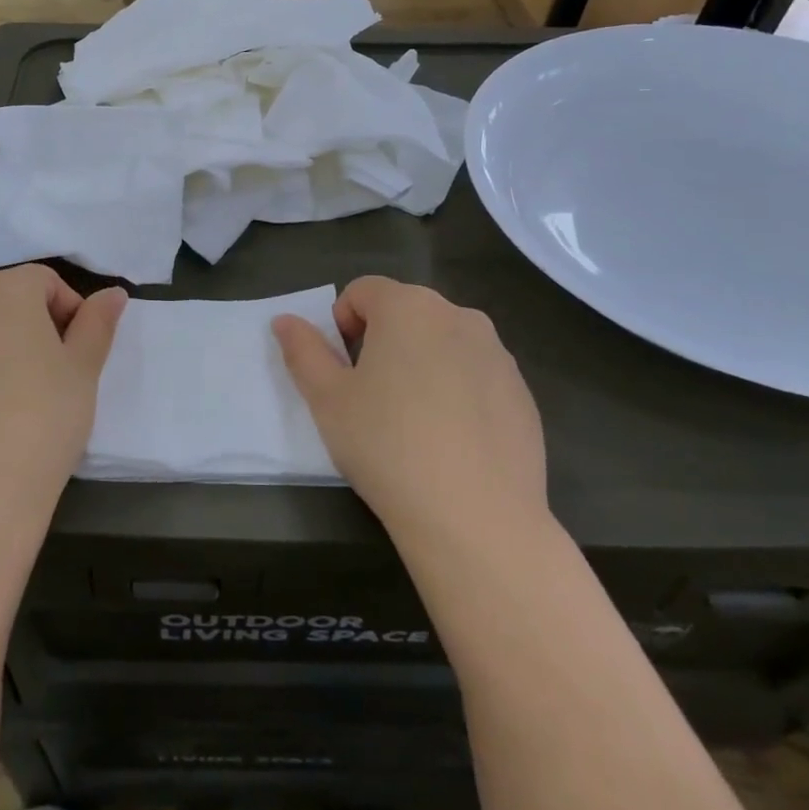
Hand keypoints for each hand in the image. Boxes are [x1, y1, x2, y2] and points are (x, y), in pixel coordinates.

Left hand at [0, 266, 125, 539]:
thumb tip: (112, 294)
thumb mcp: (82, 372)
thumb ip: (97, 325)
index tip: (80, 355)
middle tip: (57, 377)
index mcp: (4, 292)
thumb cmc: (40, 423)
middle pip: (6, 301)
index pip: (45, 280)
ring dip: (2, 351)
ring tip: (21, 402)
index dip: (71, 311)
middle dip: (36, 327)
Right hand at [272, 277, 547, 537]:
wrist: (476, 518)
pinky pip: (476, 376)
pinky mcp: (523, 393)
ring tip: (412, 422)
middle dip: (382, 342)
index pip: (363, 291)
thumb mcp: (327, 399)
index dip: (342, 324)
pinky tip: (451, 442)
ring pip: (443, 343)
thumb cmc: (387, 446)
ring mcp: (498, 355)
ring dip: (421, 364)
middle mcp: (459, 316)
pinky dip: (458, 392)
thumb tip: (285, 321)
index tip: (343, 371)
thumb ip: (303, 351)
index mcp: (409, 307)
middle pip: (406, 312)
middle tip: (371, 397)